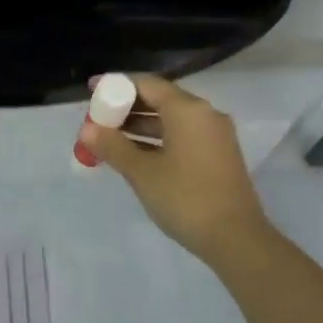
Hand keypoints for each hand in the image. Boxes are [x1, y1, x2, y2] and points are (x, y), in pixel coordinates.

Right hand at [80, 74, 272, 264]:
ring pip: (171, 119)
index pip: (146, 83)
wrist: (236, 239)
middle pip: (160, 99)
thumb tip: (86, 130)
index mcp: (187, 109)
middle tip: (97, 119)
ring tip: (109, 138)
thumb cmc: (185, 198)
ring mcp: (214, 135)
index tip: (92, 90)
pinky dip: (157, 139)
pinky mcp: (218, 155)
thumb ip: (113, 146)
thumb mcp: (142, 173)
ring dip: (140, 125)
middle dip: (126, 107)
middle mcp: (204, 114)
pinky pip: (182, 135)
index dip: (116, 84)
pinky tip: (136, 154)